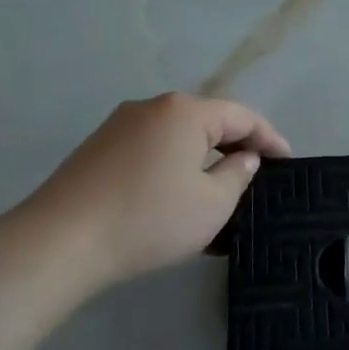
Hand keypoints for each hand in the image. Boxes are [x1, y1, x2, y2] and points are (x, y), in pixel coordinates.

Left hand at [19, 93, 290, 296]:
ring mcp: (119, 126)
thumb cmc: (150, 218)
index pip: (242, 116)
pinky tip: (178, 197)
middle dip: (235, 146)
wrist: (60, 242)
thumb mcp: (212, 204)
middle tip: (257, 176)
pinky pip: (151, 150)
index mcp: (185, 112)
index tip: (288, 162)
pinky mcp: (97, 149)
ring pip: (177, 137)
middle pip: (207, 121)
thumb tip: (242, 158)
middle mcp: (152, 107)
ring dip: (203, 159)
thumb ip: (237, 174)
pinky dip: (174, 167)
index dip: (269, 139)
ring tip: (220, 191)